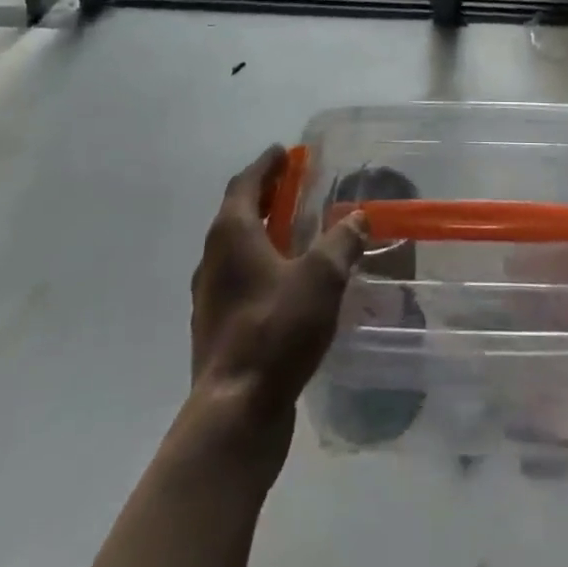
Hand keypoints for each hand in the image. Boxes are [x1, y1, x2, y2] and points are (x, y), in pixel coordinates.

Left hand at [190, 146, 367, 428]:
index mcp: (231, 234)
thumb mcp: (321, 277)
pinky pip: (239, 280)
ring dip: (262, 232)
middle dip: (265, 196)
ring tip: (294, 232)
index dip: (266, 165)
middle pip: (237, 213)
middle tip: (293, 186)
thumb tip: (357, 218)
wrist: (235, 414)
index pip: (244, 183)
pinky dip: (260, 266)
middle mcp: (212, 259)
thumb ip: (341, 241)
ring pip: (236, 249)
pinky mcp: (216, 330)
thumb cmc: (276, 330)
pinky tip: (286, 283)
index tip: (284, 152)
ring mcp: (210, 298)